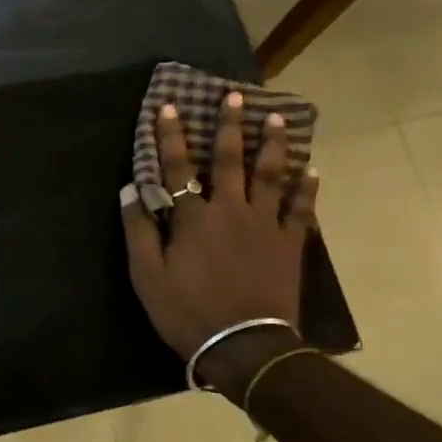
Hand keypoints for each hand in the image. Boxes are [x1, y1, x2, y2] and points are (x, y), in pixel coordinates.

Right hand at [121, 93, 317, 389]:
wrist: (243, 345)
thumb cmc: (188, 311)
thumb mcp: (147, 276)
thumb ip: (138, 231)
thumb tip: (129, 190)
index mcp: (193, 217)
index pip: (177, 167)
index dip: (171, 135)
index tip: (169, 106)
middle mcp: (230, 210)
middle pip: (230, 160)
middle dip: (229, 126)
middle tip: (235, 96)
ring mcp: (264, 225)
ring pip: (270, 176)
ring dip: (273, 145)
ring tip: (277, 119)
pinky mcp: (288, 244)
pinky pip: (300, 210)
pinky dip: (306, 189)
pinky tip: (312, 170)